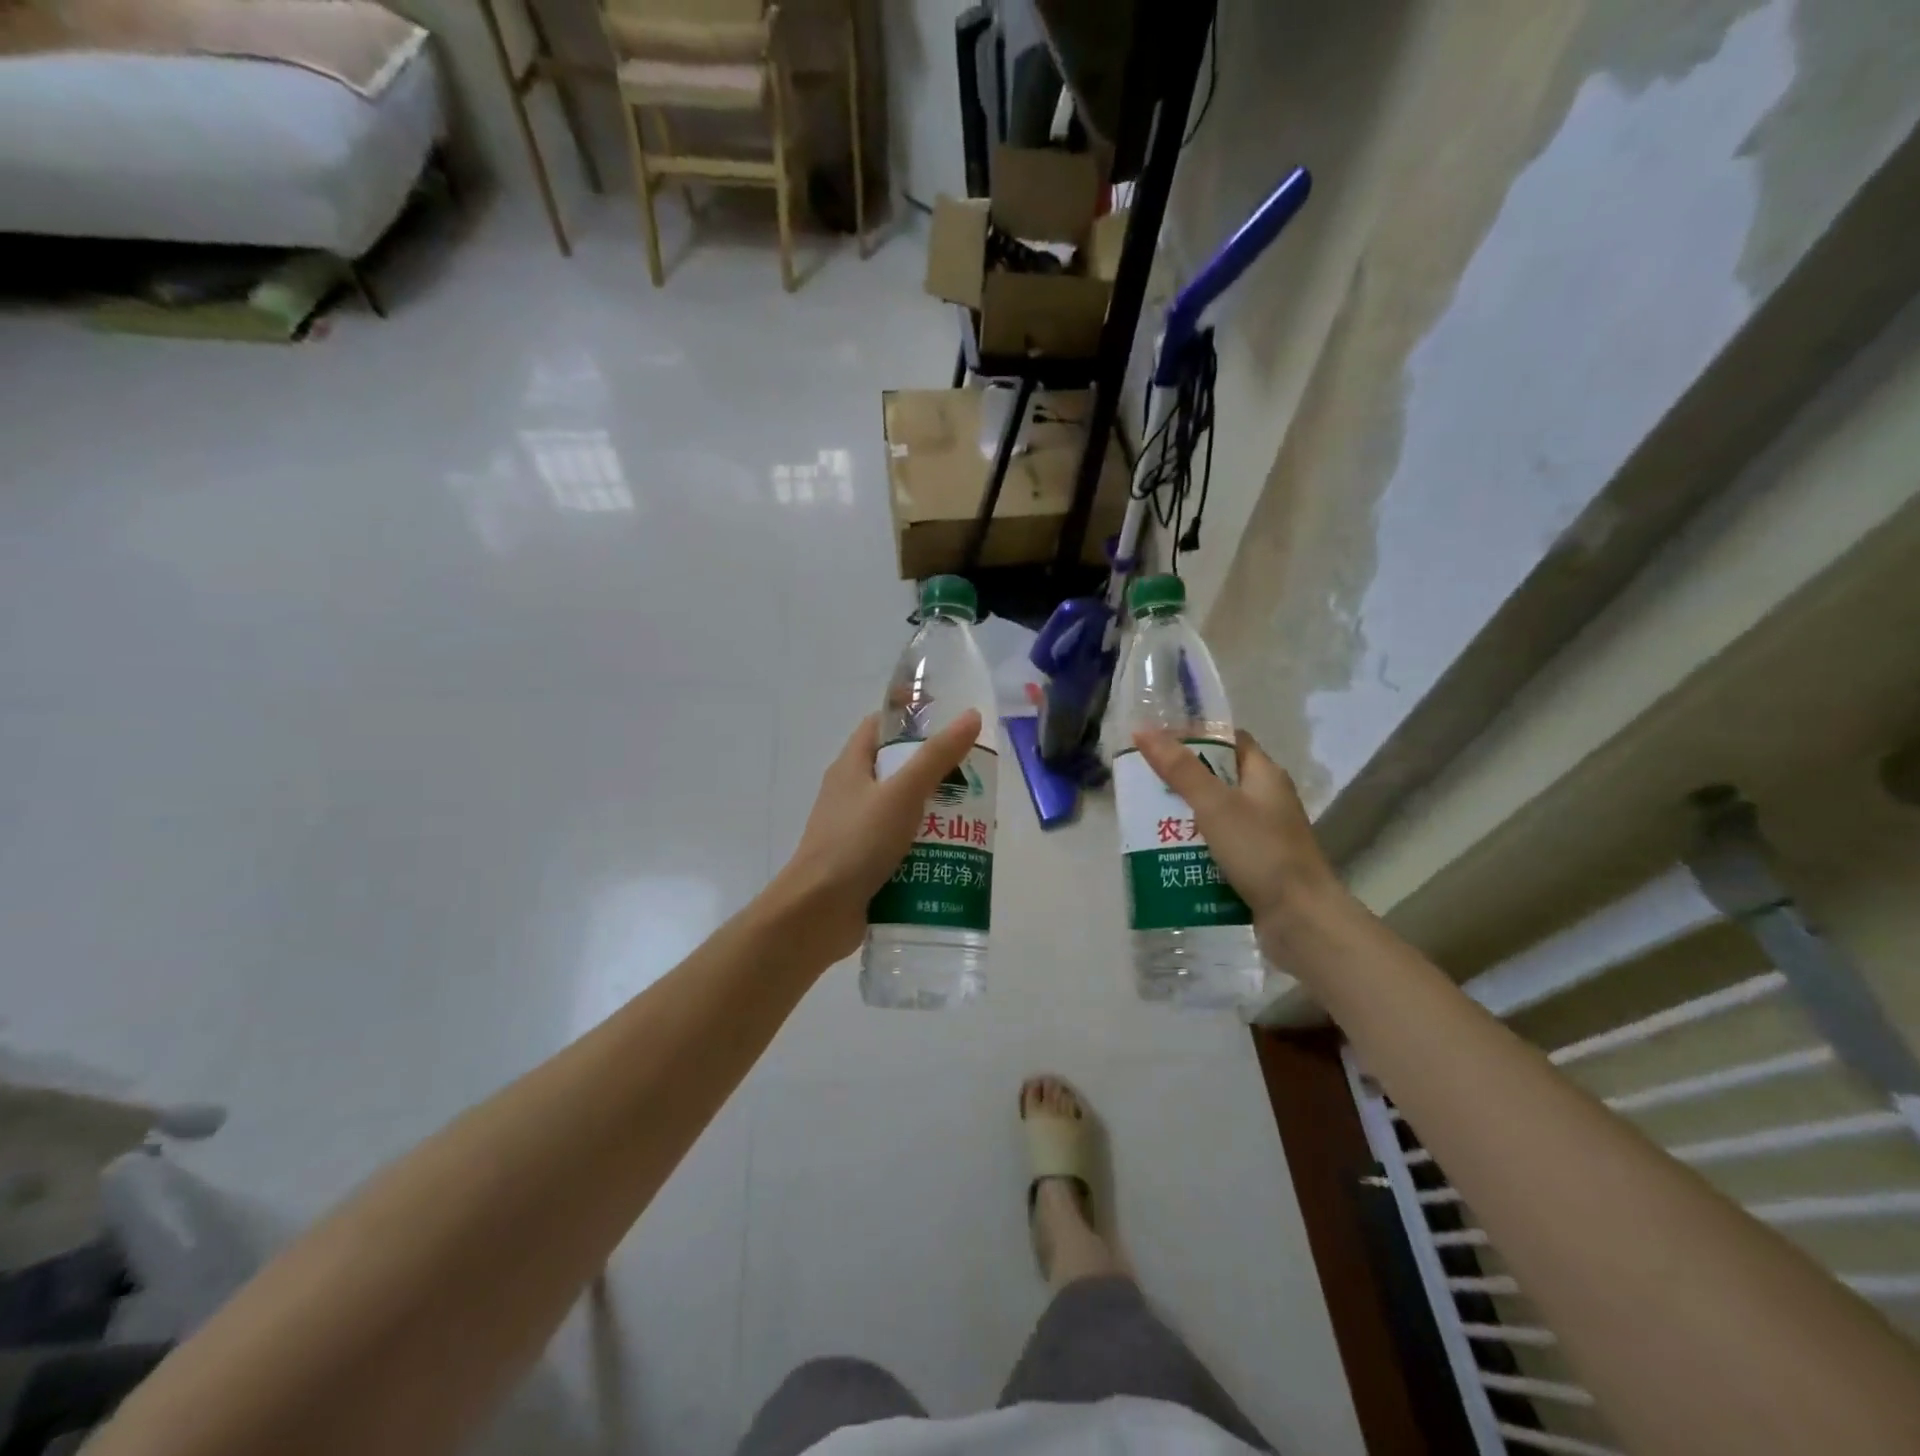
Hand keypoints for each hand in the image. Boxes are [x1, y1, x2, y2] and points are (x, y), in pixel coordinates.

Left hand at [768, 710, 983, 961]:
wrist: (817, 914)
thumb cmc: (856, 843)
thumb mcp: (902, 793)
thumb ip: (937, 756)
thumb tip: (970, 716)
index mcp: (851, 767)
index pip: (881, 727)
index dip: (913, 719)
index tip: (951, 725)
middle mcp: (852, 795)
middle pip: (899, 772)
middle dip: (938, 774)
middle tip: (976, 780)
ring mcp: (857, 832)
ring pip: (904, 813)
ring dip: (937, 816)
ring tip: (977, 822)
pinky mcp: (866, 865)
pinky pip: (902, 848)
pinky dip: (927, 850)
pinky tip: (956, 857)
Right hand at [1133, 728, 1343, 942]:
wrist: (1301, 920)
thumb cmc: (1261, 852)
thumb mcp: (1214, 805)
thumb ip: (1179, 769)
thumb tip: (1143, 730)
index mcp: (1264, 775)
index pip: (1229, 741)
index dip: (1195, 736)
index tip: (1157, 741)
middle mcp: (1266, 800)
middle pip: (1217, 778)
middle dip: (1180, 780)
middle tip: (1142, 783)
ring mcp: (1262, 834)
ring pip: (1215, 815)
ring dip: (1183, 816)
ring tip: (1144, 818)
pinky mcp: (1255, 865)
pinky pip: (1218, 846)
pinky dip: (1194, 847)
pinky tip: (1166, 854)